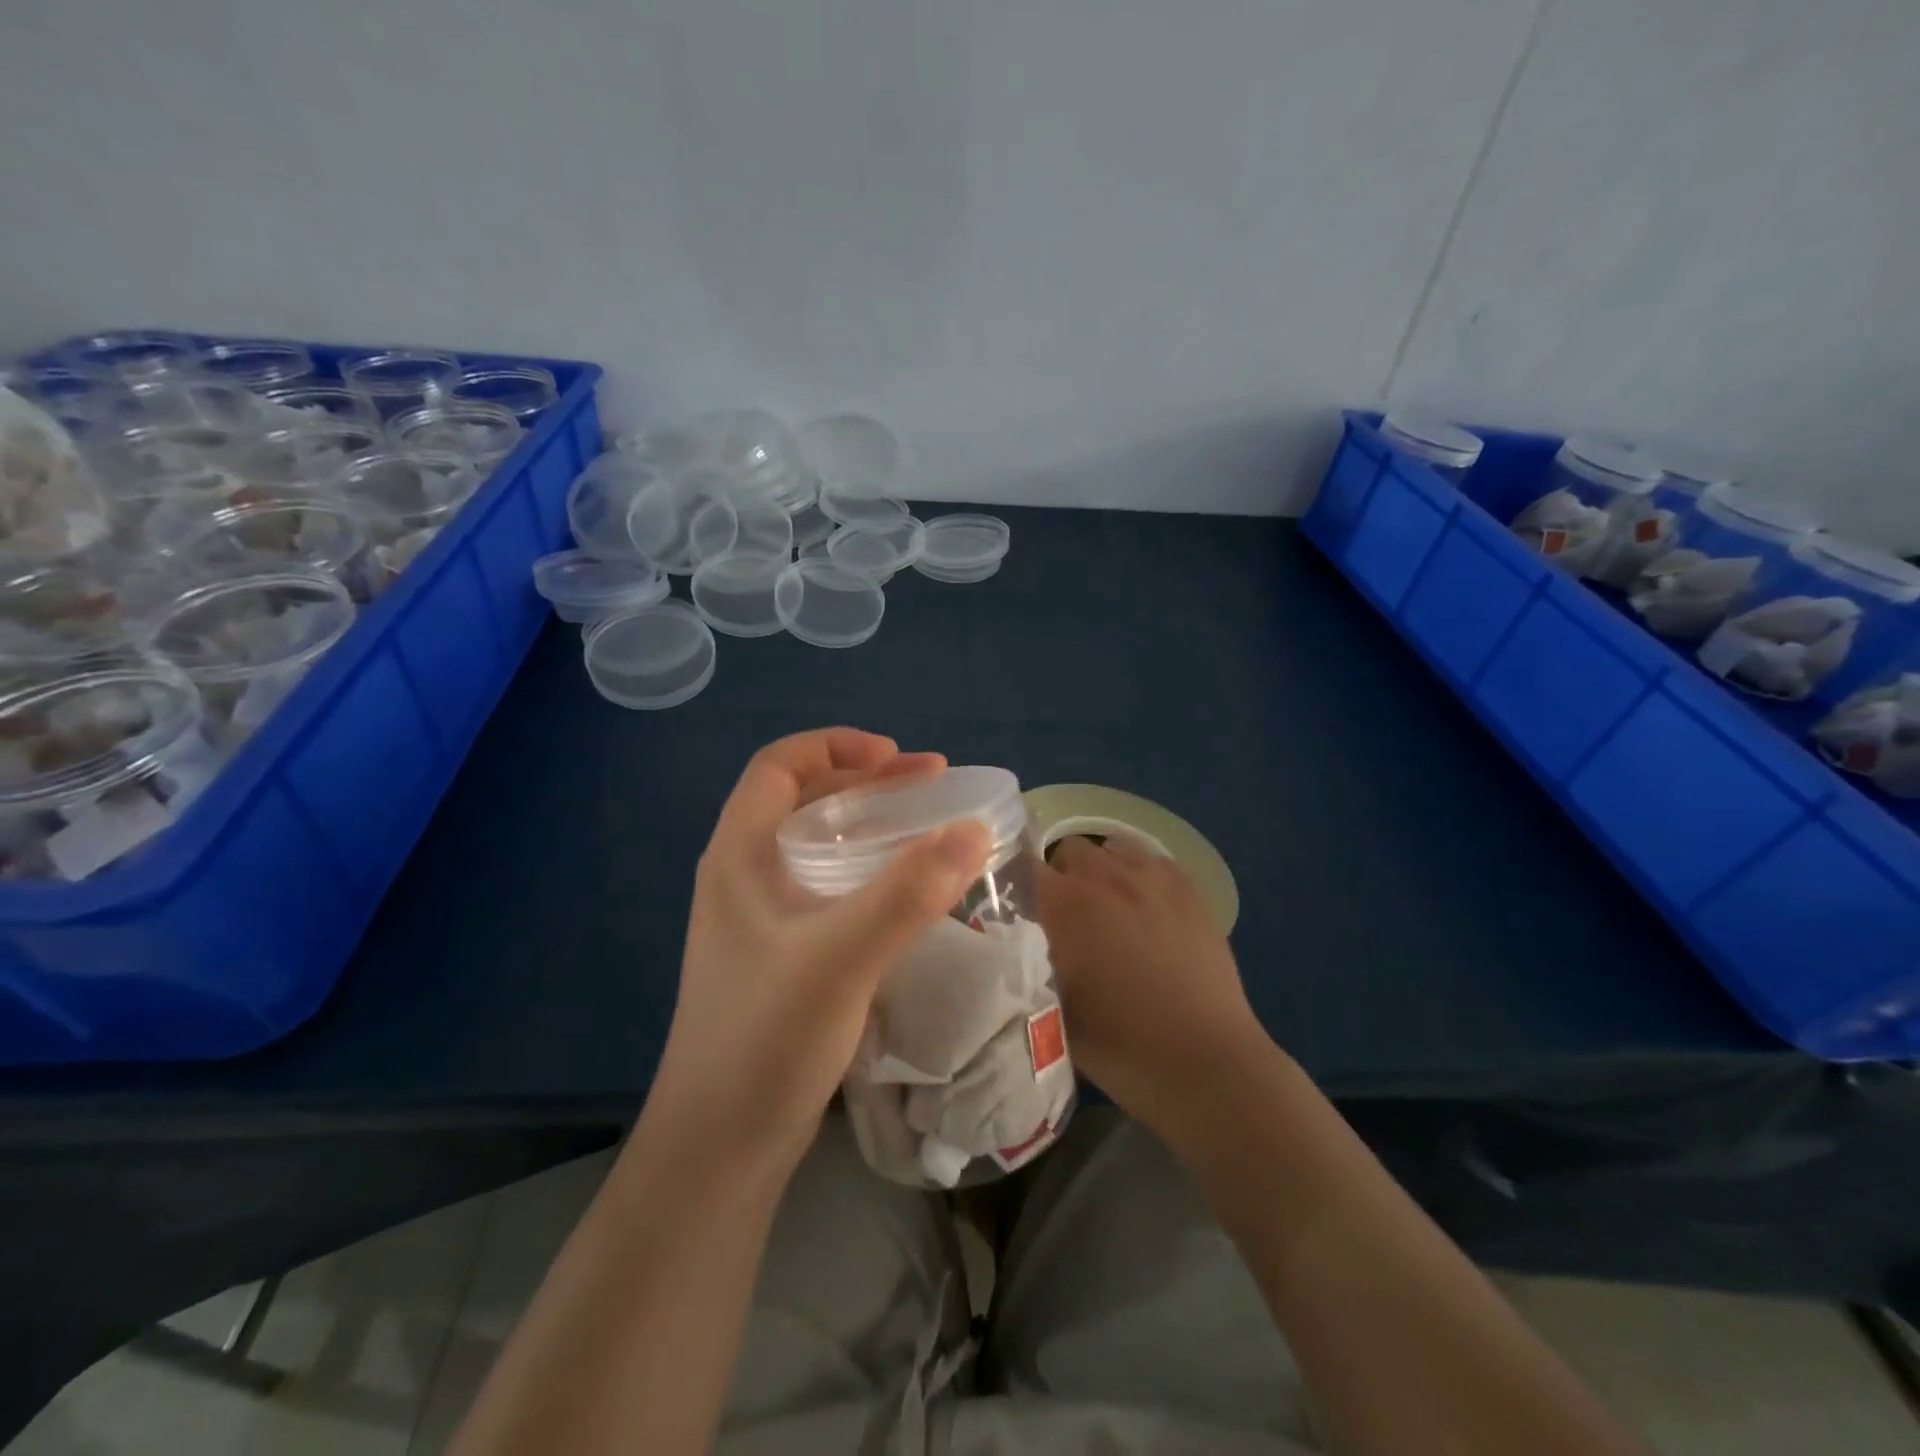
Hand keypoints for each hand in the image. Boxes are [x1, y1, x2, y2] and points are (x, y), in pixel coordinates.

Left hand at [646, 728, 990, 1176]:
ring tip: (927, 829)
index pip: (779, 765)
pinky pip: (828, 888)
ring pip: (818, 846)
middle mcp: (743, 875)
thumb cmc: (766, 1038)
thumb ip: (907, 892)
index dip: (838, 746)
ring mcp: (760, 919)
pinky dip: (868, 872)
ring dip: (871, 827)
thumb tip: (974, 829)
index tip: (898, 759)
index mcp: (738, 854)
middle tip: (931, 787)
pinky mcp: (780, 955)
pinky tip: (906, 894)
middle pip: (803, 800)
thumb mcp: (841, 956)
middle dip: (867, 783)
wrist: (719, 1148)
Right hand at [1038, 837, 1265, 1133]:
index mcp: (1068, 905)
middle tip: (1066, 915)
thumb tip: (1019, 943)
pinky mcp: (1191, 891)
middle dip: (1061, 875)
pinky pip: (1155, 861)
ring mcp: (1154, 880)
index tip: (1018, 906)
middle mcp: (1107, 878)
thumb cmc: (1120, 1044)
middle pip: (1070, 849)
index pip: (1025, 867)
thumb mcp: (1053, 1008)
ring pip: (1114, 848)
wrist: (1204, 1061)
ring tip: (1109, 906)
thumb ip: (1029, 964)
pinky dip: (1142, 875)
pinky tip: (1147, 907)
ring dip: (1103, 870)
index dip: (1017, 883)